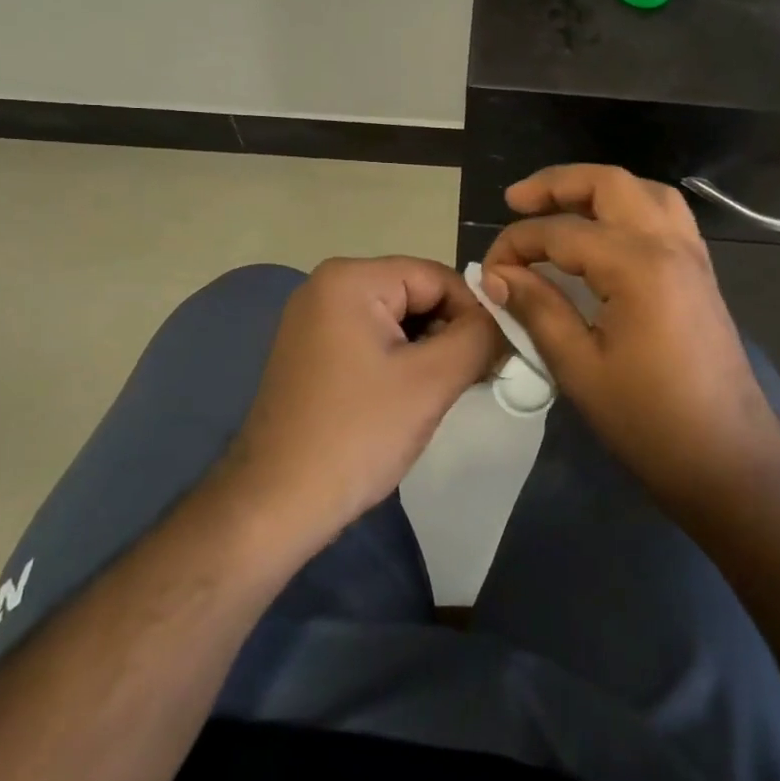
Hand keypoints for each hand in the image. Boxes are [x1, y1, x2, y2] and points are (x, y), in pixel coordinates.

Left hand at [220, 257, 502, 545]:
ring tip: (446, 390)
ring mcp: (314, 318)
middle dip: (451, 331)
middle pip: (416, 293)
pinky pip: (372, 338)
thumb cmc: (357, 434)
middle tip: (477, 377)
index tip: (498, 355)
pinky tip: (412, 396)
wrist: (275, 504)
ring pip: (397, 318)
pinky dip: (400, 360)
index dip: (474, 312)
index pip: (437, 276)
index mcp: (351, 279)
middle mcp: (326, 285)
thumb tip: (504, 320)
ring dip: (429, 349)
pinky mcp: (311, 350)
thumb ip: (479, 336)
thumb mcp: (432, 380)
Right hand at [481, 165, 779, 512]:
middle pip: (610, 184)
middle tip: (516, 200)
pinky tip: (606, 232)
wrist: (729, 460)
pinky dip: (629, 207)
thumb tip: (497, 275)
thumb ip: (537, 309)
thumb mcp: (580, 368)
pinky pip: (665, 215)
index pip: (562, 232)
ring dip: (598, 189)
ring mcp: (692, 255)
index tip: (490, 270)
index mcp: (637, 265)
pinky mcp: (701, 272)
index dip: (517, 243)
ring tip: (560, 207)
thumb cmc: (649, 421)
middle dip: (558, 184)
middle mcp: (669, 244)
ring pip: (644, 191)